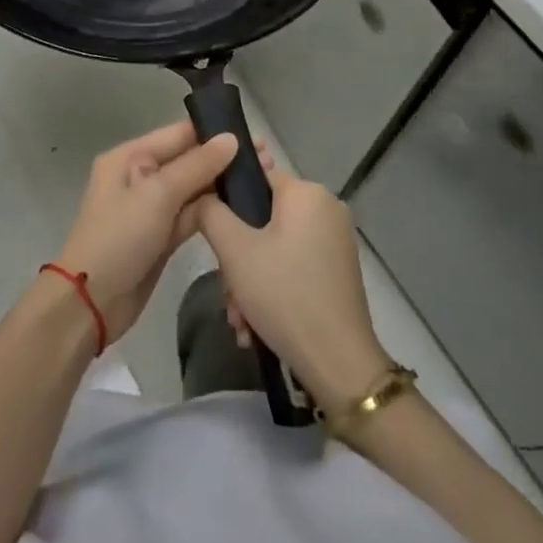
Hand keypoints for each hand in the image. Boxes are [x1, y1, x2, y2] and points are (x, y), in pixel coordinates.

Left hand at [53, 122, 242, 341]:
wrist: (92, 302)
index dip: (214, 132)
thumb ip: (196, 166)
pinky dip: (214, 211)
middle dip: (224, 159)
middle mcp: (140, 177)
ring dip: (223, 185)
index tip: (253, 135)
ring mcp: (152, 208)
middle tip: (267, 159)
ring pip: (193, 189)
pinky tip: (245, 206)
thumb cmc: (119, 238)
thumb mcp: (157, 195)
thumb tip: (231, 139)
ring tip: (264, 178)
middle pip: (188, 160)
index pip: (178, 135)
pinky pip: (192, 215)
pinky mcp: (162, 236)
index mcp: (130, 157)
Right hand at [196, 163, 390, 409]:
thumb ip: (211, 212)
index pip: (255, 178)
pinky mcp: (338, 270)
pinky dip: (273, 289)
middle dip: (238, 259)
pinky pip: (293, 266)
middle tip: (227, 294)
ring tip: (240, 320)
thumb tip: (203, 195)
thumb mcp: (234, 251)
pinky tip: (257, 325)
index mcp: (307, 193)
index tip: (213, 238)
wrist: (339, 364)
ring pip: (275, 247)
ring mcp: (336, 241)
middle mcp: (327, 208)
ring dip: (250, 281)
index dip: (227, 203)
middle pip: (263, 220)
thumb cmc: (284, 295)